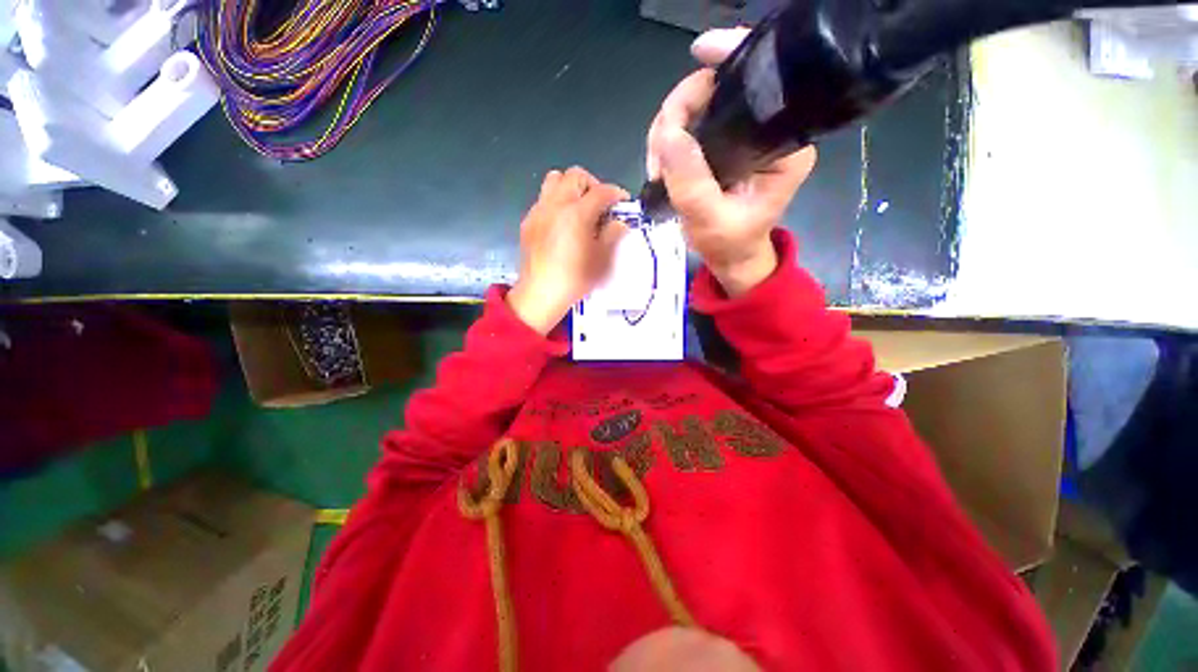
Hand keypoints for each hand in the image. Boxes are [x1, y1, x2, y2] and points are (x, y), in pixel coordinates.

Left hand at [507, 167, 628, 334]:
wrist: (540, 294)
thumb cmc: (575, 278)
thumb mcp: (602, 260)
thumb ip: (613, 235)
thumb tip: (619, 222)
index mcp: (577, 213)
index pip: (601, 191)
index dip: (616, 193)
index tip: (623, 202)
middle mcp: (556, 204)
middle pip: (575, 175)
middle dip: (592, 184)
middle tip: (600, 203)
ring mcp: (539, 211)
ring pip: (554, 180)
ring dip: (570, 187)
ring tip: (578, 208)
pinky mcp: (528, 221)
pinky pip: (543, 199)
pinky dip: (556, 202)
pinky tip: (561, 224)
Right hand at [646, 28, 816, 296]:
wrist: (730, 257)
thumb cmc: (730, 244)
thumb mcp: (711, 220)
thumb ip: (692, 182)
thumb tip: (668, 133)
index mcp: (783, 143)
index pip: (763, 83)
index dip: (731, 60)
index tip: (700, 54)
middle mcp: (766, 129)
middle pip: (719, 89)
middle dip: (679, 113)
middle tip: (659, 153)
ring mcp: (740, 135)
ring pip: (697, 106)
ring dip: (667, 131)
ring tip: (657, 167)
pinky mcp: (721, 145)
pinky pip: (689, 125)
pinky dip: (667, 140)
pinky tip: (661, 163)